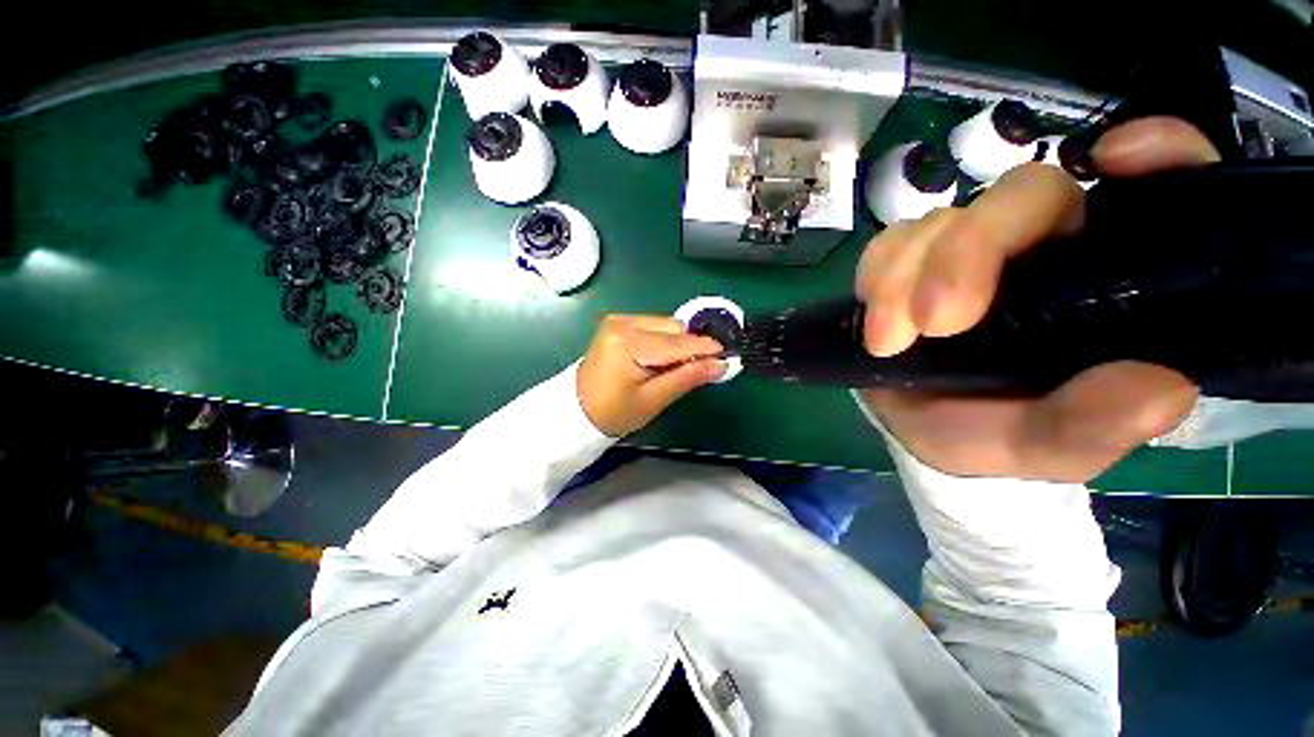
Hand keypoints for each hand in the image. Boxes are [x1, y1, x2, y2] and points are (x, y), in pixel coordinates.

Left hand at [577, 315, 725, 436]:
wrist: (577, 410)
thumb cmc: (615, 412)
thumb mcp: (654, 400)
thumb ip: (688, 378)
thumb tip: (721, 364)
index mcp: (628, 344)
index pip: (677, 343)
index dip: (705, 350)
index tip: (728, 358)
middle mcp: (623, 323)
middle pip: (674, 328)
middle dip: (690, 348)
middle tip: (697, 371)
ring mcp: (618, 320)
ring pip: (666, 324)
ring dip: (677, 344)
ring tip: (672, 368)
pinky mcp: (617, 322)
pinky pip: (653, 325)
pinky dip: (663, 340)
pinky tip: (658, 359)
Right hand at [855, 117, 1218, 481]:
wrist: (919, 428)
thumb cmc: (994, 435)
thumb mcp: (1045, 448)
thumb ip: (1094, 426)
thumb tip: (1163, 389)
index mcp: (1107, 283)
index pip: (1161, 191)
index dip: (1160, 154)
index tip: (1119, 159)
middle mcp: (1045, 249)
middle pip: (1024, 194)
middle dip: (970, 251)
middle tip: (937, 322)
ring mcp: (969, 249)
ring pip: (943, 218)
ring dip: (905, 276)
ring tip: (891, 341)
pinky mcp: (912, 260)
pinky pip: (890, 243)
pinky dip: (877, 276)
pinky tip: (878, 325)